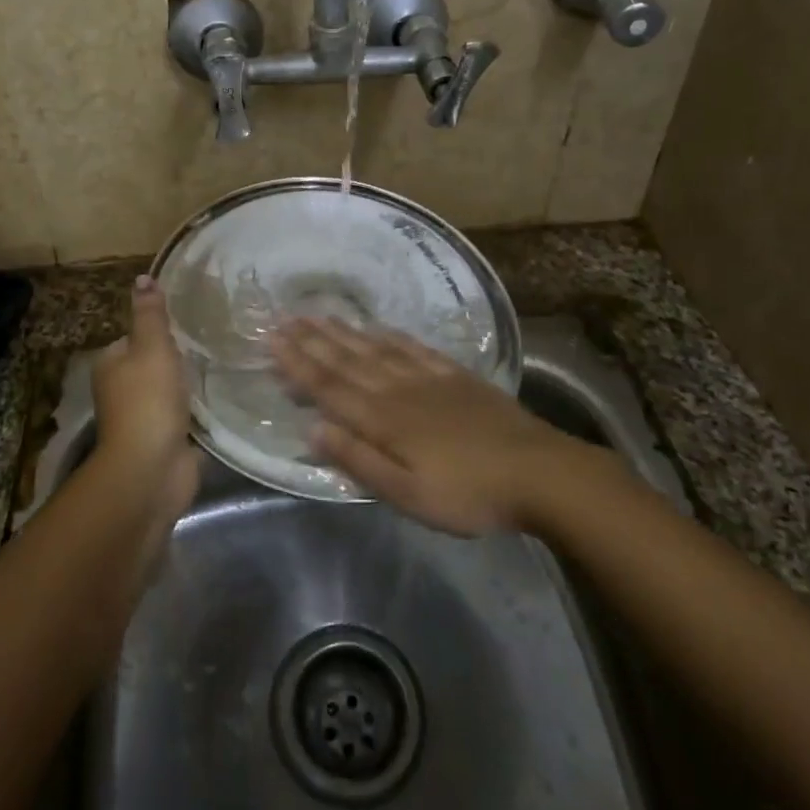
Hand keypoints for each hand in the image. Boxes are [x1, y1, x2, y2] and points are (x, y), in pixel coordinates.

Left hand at [92, 276, 199, 511]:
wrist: (151, 469)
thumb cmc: (148, 401)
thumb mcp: (151, 346)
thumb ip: (150, 314)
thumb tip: (142, 278)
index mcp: (111, 365)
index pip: (135, 337)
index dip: (159, 330)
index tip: (190, 322)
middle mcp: (121, 390)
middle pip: (153, 364)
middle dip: (177, 357)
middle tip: (212, 342)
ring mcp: (143, 418)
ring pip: (169, 390)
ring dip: (189, 384)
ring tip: (221, 365)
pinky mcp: (164, 439)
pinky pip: (183, 415)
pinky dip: (197, 408)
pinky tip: (220, 397)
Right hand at [273, 319, 576, 536]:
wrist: (537, 470)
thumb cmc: (468, 493)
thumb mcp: (408, 494)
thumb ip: (359, 460)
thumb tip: (312, 429)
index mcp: (383, 419)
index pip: (329, 387)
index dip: (298, 364)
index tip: (272, 341)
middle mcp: (398, 389)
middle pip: (347, 361)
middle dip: (312, 340)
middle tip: (283, 318)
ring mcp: (428, 378)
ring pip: (375, 349)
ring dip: (343, 333)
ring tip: (318, 315)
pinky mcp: (455, 375)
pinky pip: (414, 348)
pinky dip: (391, 336)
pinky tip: (379, 328)